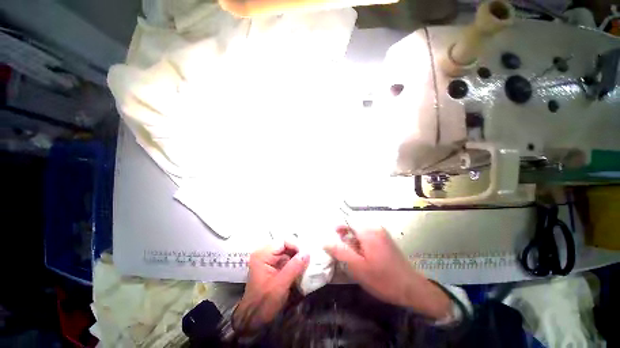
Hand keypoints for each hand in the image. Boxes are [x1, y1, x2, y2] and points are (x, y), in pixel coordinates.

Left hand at [233, 242, 308, 333]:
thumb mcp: (280, 285)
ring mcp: (269, 259)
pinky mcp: (274, 265)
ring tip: (308, 261)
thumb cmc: (264, 302)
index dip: (296, 245)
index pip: (283, 241)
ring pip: (288, 251)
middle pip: (286, 245)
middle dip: (298, 250)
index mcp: (263, 255)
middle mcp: (265, 253)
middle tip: (310, 257)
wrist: (254, 318)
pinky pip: (287, 258)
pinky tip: (303, 266)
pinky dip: (295, 262)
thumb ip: (294, 267)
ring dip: (298, 256)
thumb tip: (307, 252)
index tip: (307, 253)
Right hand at [324, 226, 450, 319]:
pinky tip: (362, 257)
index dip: (338, 228)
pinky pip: (367, 236)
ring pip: (360, 231)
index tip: (332, 240)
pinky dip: (360, 244)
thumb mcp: (357, 267)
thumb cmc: (383, 279)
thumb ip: (340, 251)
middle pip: (353, 225)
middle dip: (345, 237)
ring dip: (353, 241)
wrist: (411, 289)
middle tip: (343, 253)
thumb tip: (325, 240)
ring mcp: (381, 232)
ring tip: (353, 258)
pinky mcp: (384, 239)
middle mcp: (375, 227)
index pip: (347, 220)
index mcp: (368, 230)